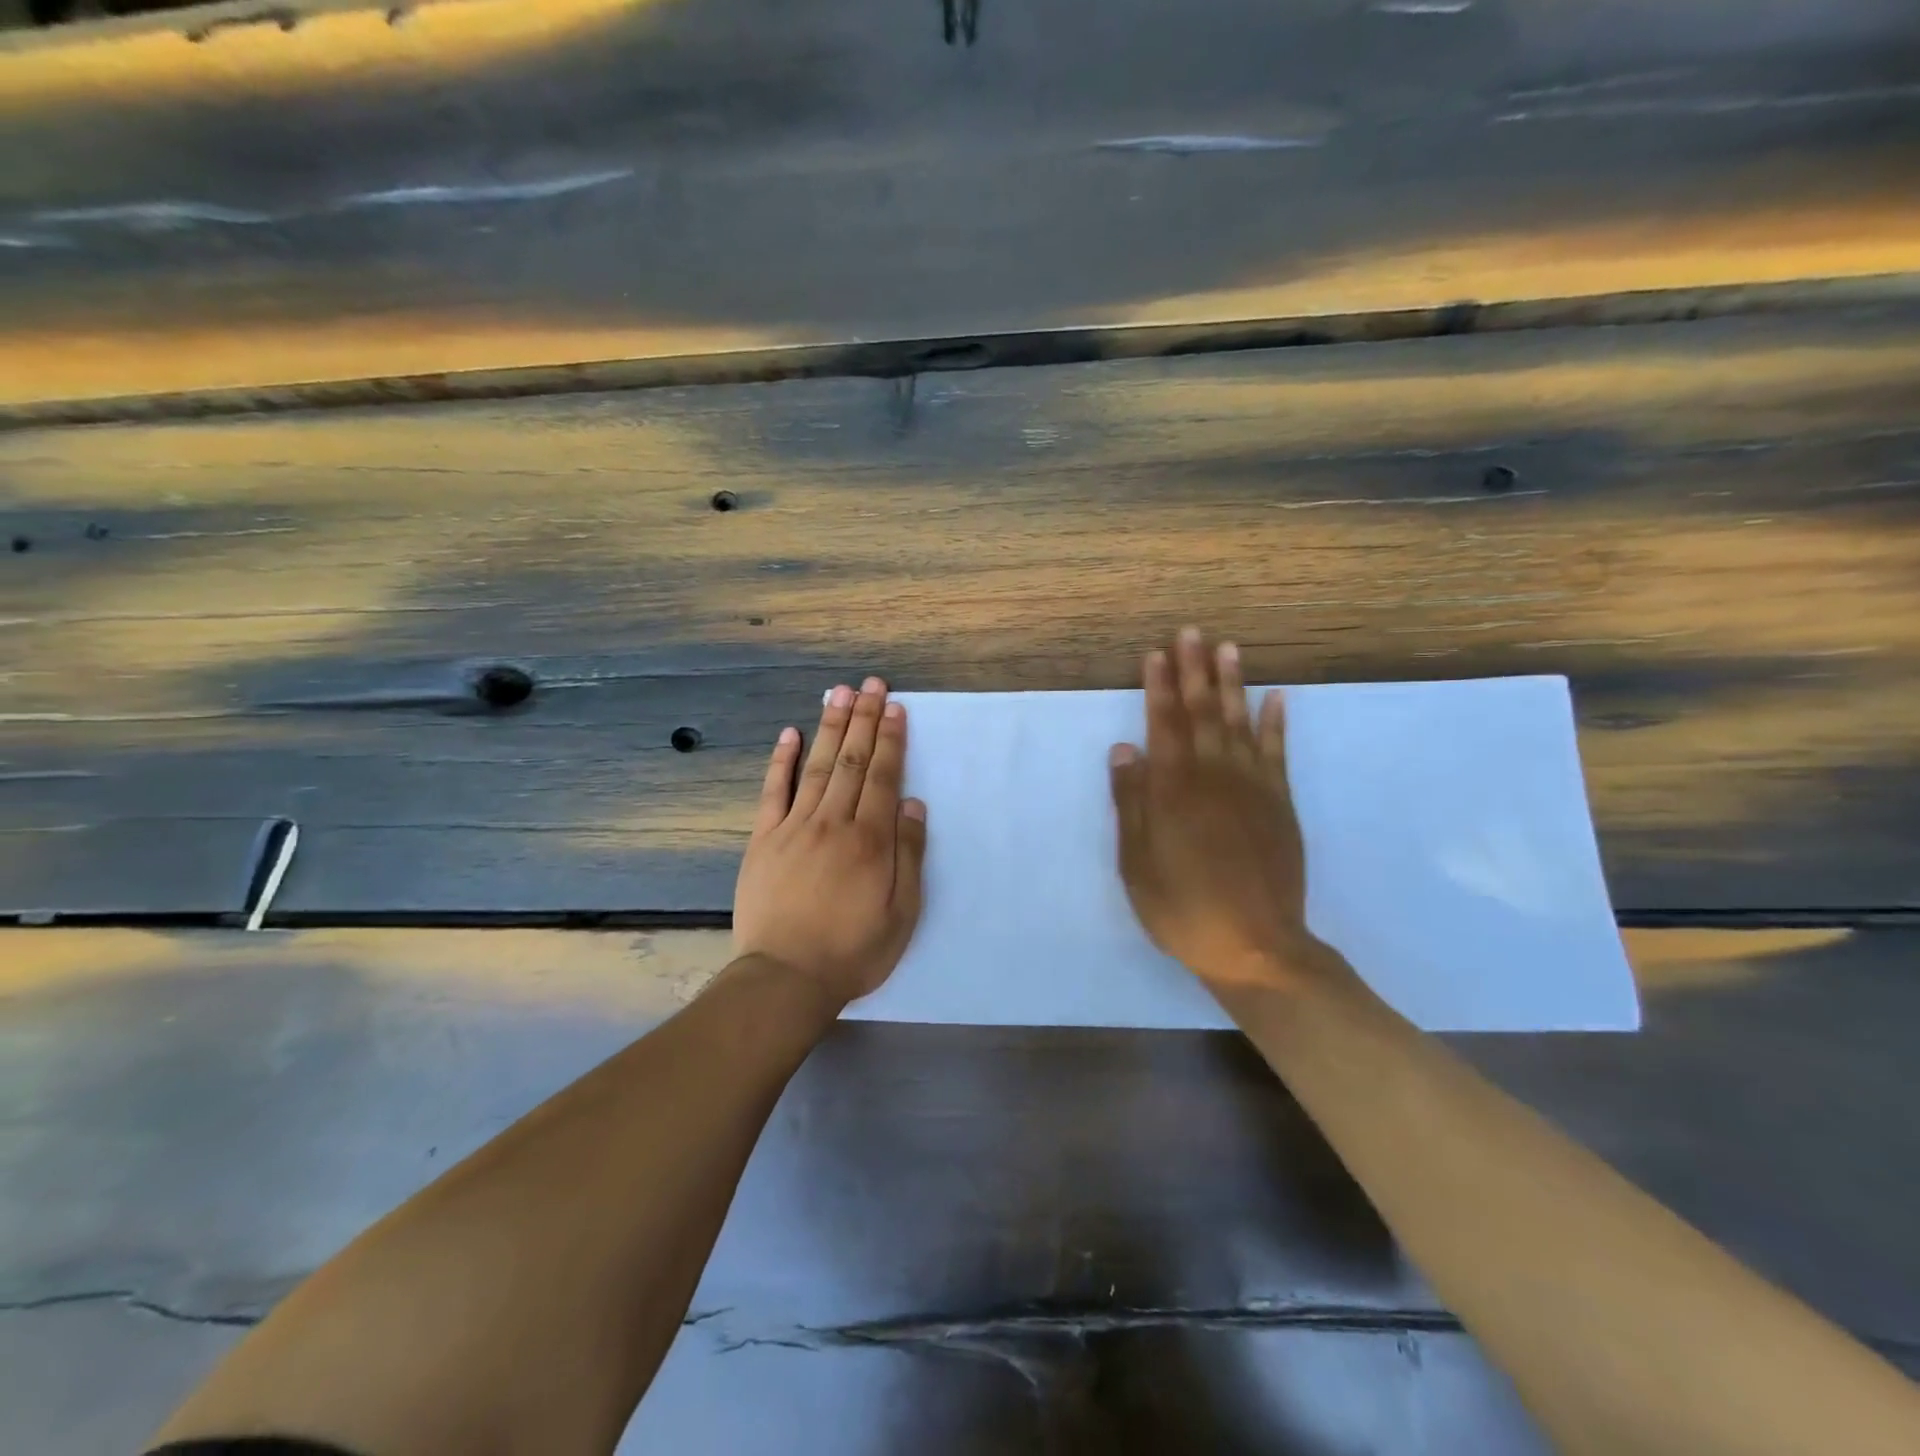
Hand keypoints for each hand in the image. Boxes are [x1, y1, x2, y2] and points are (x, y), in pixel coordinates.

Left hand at [733, 677, 927, 1003]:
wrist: (785, 978)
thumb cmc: (853, 950)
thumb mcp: (901, 912)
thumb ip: (908, 854)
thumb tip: (913, 804)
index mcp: (870, 840)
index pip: (883, 776)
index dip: (890, 739)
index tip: (895, 708)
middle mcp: (833, 823)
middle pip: (852, 761)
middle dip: (863, 719)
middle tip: (871, 685)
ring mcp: (794, 827)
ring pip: (817, 766)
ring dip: (829, 727)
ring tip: (839, 693)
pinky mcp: (763, 839)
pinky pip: (773, 791)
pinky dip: (782, 760)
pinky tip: (790, 734)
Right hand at [1109, 628, 1344, 994]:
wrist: (1255, 946)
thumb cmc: (1182, 908)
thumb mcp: (1137, 863)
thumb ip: (1131, 803)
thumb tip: (1123, 748)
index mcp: (1173, 790)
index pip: (1164, 725)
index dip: (1158, 687)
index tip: (1156, 653)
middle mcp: (1213, 776)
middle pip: (1202, 713)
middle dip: (1194, 671)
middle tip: (1192, 632)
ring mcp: (1252, 787)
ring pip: (1240, 722)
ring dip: (1233, 683)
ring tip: (1229, 648)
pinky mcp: (1280, 803)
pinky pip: (1278, 752)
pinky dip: (1277, 722)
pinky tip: (1277, 697)